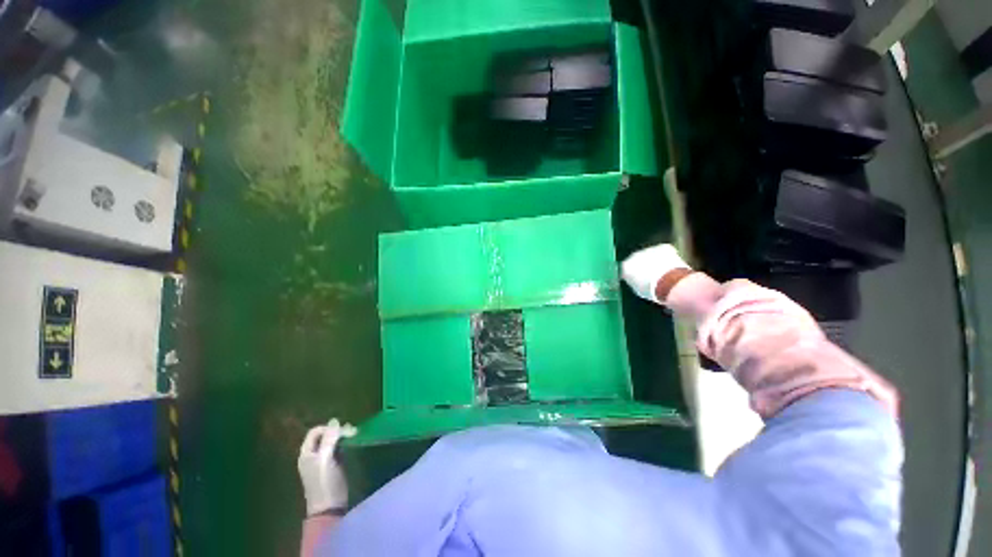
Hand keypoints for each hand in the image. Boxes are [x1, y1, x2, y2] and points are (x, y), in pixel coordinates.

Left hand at [298, 419, 356, 515]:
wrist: (329, 508)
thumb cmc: (325, 483)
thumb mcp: (326, 460)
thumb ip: (329, 440)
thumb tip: (334, 420)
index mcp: (307, 454)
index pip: (315, 432)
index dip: (328, 428)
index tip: (343, 431)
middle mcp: (313, 456)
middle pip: (324, 436)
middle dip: (337, 431)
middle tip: (352, 432)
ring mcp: (322, 461)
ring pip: (331, 442)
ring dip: (342, 437)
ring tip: (354, 436)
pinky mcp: (332, 466)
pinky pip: (336, 449)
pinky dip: (344, 445)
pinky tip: (352, 445)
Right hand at [621, 243, 690, 303]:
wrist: (669, 282)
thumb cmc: (651, 290)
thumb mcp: (637, 289)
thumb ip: (634, 282)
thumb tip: (636, 281)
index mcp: (625, 266)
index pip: (626, 269)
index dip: (632, 274)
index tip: (638, 280)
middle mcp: (634, 255)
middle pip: (637, 259)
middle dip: (642, 265)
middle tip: (651, 275)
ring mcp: (648, 250)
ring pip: (650, 255)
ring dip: (653, 261)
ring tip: (662, 272)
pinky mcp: (663, 247)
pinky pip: (663, 251)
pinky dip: (666, 257)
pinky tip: (671, 267)